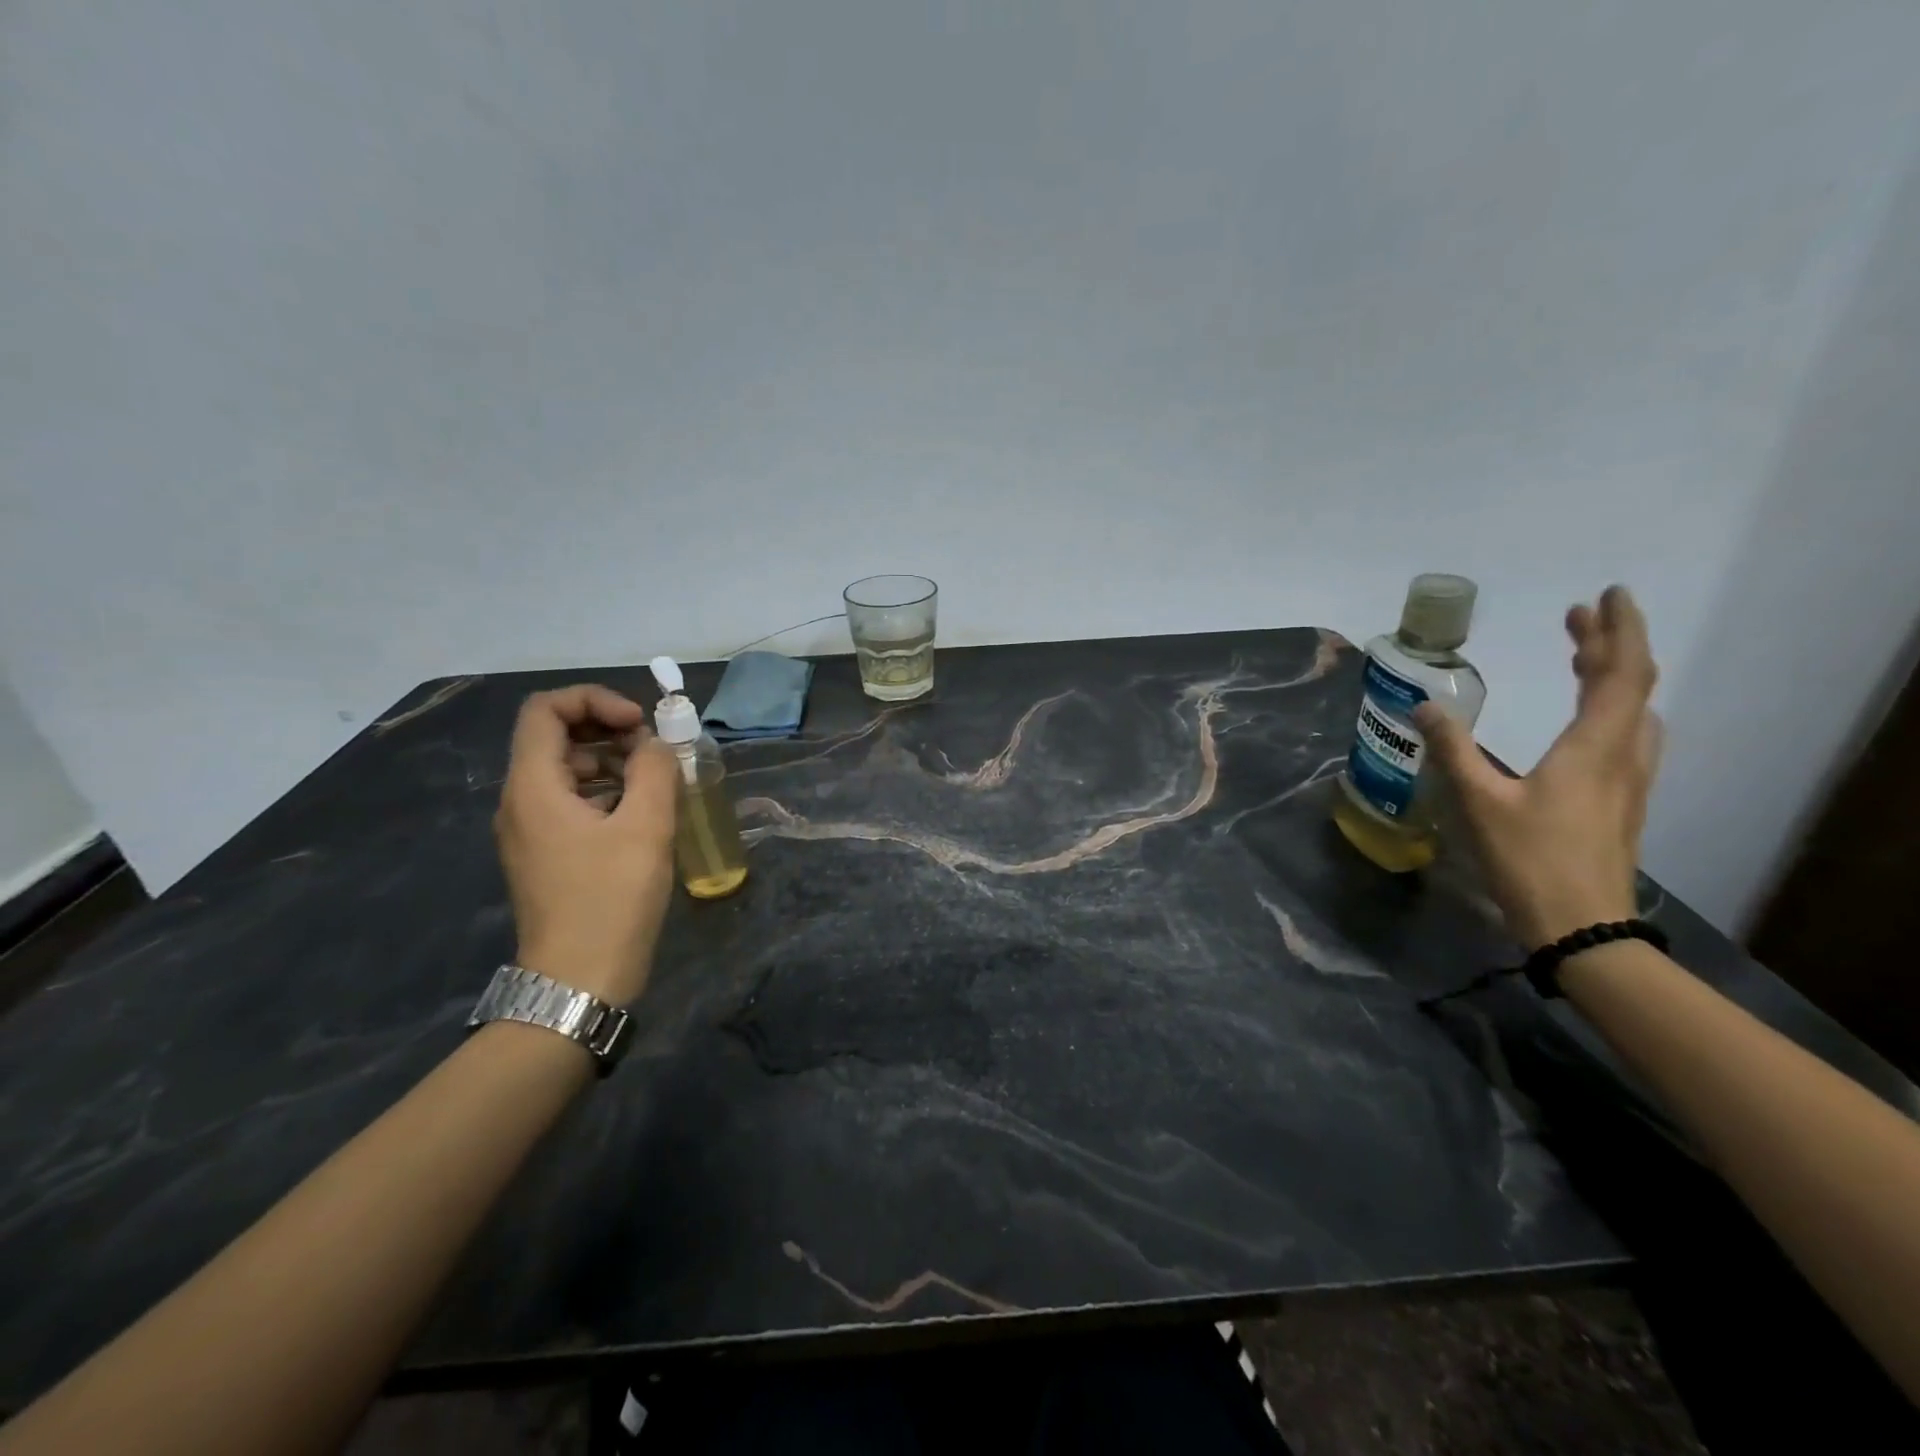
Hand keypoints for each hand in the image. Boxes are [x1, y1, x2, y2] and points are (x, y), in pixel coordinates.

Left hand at [494, 685, 678, 1004]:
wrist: (579, 981)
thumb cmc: (611, 899)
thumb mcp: (646, 827)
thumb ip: (654, 770)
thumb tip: (655, 743)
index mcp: (533, 787)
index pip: (545, 710)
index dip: (594, 700)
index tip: (639, 724)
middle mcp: (520, 801)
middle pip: (554, 737)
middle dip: (607, 730)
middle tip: (653, 751)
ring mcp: (529, 830)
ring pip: (564, 770)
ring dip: (610, 762)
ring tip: (655, 781)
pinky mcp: (544, 853)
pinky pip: (569, 802)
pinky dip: (605, 792)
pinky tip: (641, 814)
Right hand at [1414, 586, 1661, 949]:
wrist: (1581, 925)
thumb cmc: (1529, 860)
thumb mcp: (1478, 803)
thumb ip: (1452, 750)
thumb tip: (1425, 706)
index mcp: (1594, 748)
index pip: (1620, 674)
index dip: (1617, 631)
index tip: (1608, 595)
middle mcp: (1623, 756)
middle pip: (1631, 686)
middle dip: (1609, 645)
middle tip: (1578, 617)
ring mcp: (1629, 781)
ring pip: (1635, 712)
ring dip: (1613, 676)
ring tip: (1582, 658)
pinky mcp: (1622, 801)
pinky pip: (1628, 735)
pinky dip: (1611, 708)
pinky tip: (1588, 720)